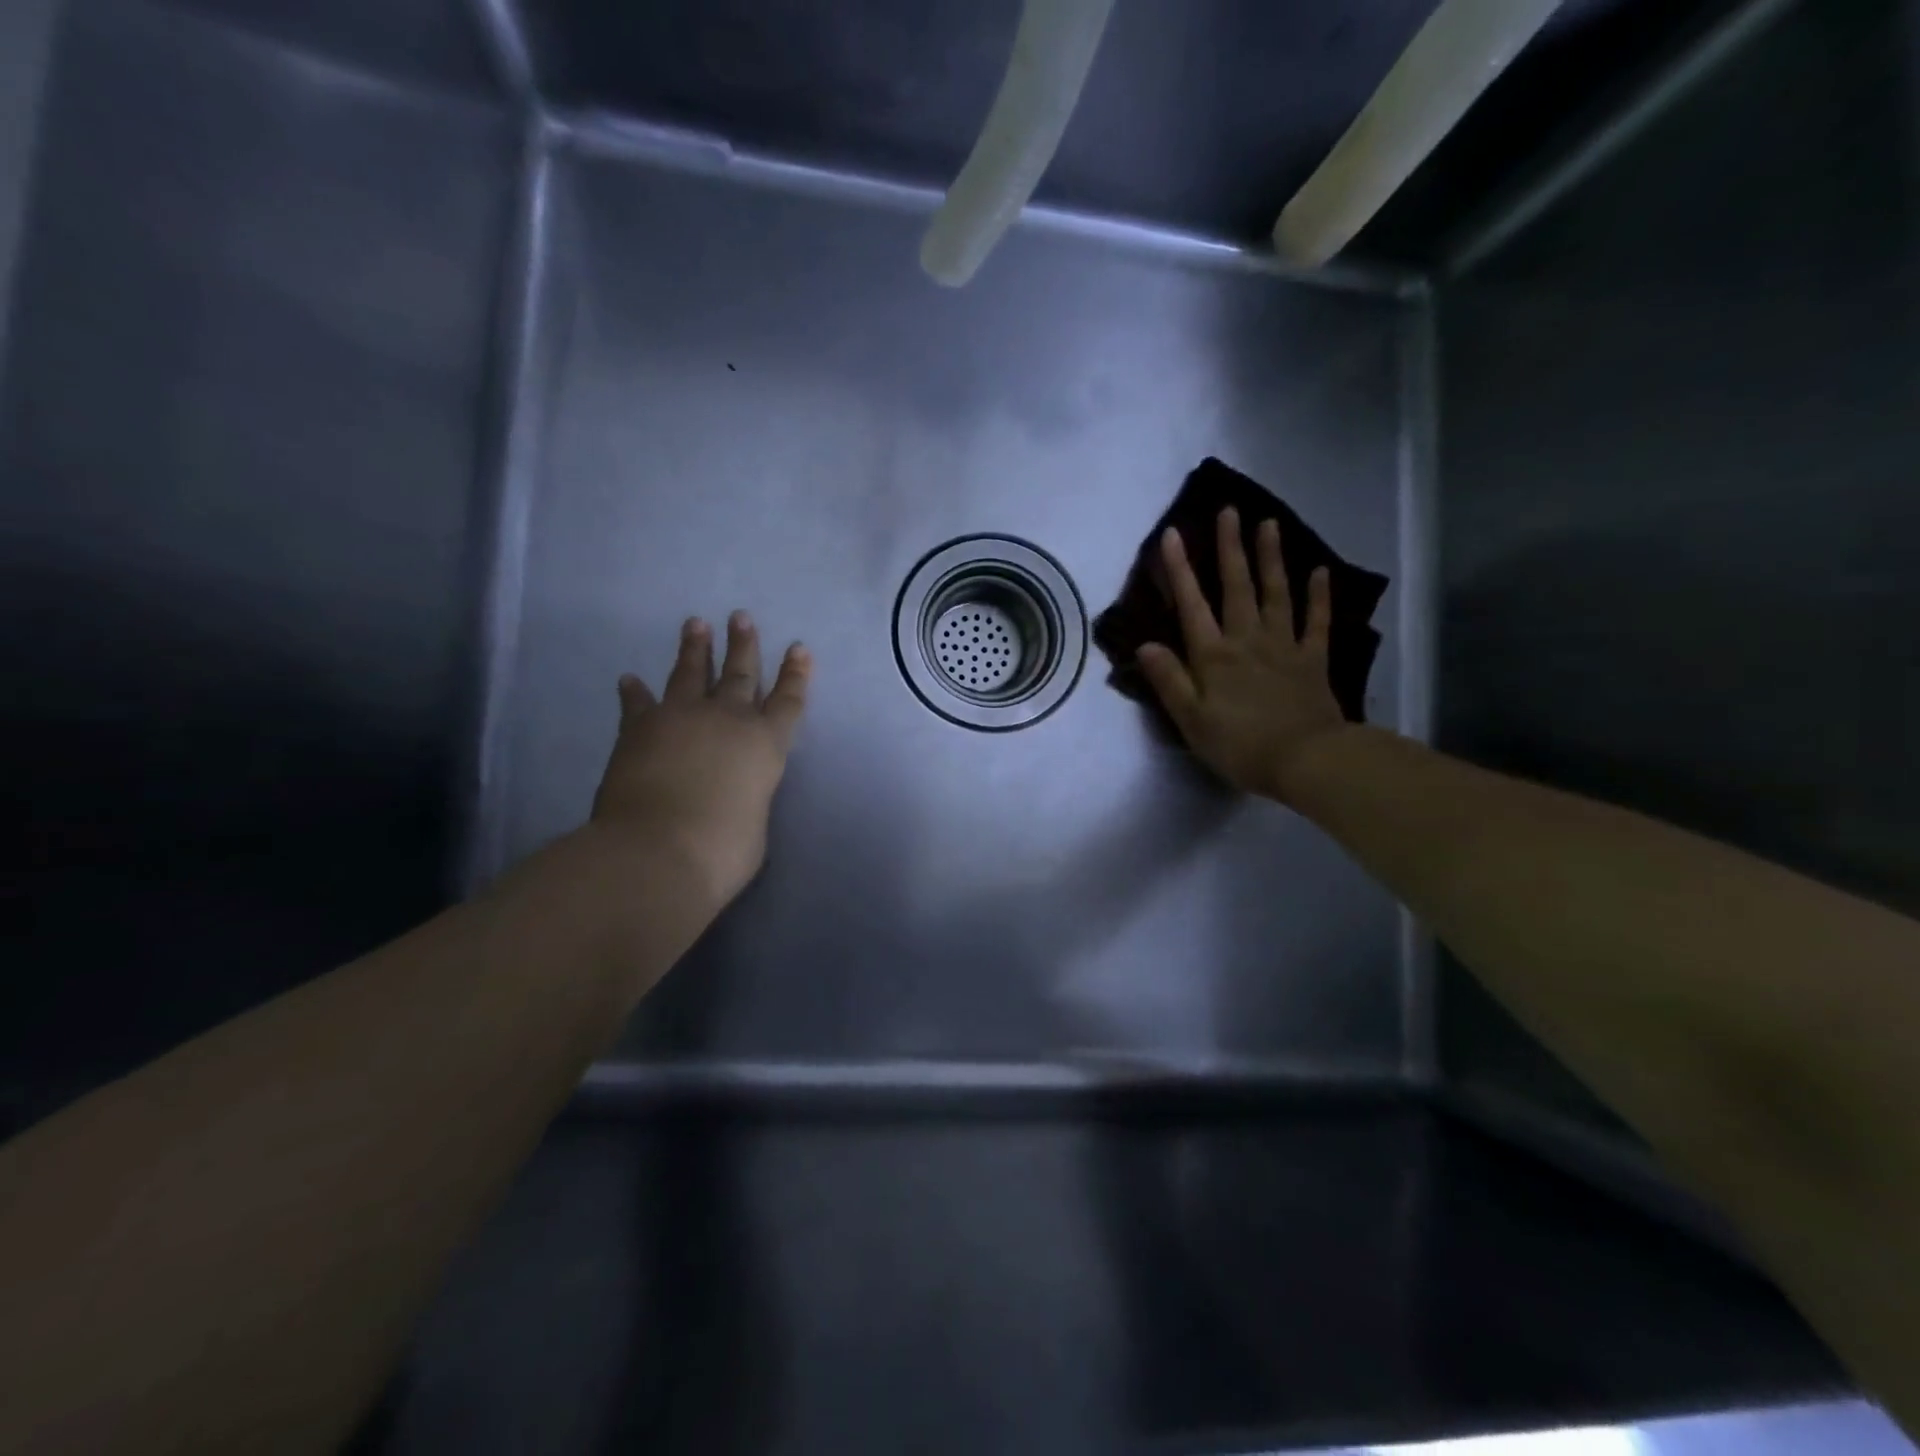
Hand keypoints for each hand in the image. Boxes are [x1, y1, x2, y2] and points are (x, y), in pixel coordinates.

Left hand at [591, 613, 811, 906]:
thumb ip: (748, 800)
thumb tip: (732, 797)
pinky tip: (630, 680)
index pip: (788, 701)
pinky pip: (638, 703)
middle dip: (743, 645)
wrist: (656, 851)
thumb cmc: (721, 850)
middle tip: (741, 617)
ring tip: (695, 624)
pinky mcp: (639, 728)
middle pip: (740, 673)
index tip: (799, 648)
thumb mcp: (754, 825)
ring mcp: (681, 717)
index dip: (796, 674)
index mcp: (765, 744)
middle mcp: (727, 720)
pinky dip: (635, 692)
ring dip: (695, 648)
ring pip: (690, 673)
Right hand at [1136, 508, 1347, 803]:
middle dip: (1230, 548)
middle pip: (1237, 587)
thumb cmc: (1239, 745)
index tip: (1171, 534)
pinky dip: (1318, 596)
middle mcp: (1247, 640)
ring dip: (1271, 558)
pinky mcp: (1313, 659)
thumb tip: (1145, 644)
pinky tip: (1319, 571)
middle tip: (1230, 511)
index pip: (1192, 605)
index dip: (1179, 570)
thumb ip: (1169, 680)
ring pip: (1276, 593)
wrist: (1305, 760)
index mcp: (1213, 656)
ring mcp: (1284, 646)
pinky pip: (1316, 622)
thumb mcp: (1191, 720)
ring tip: (1268, 524)